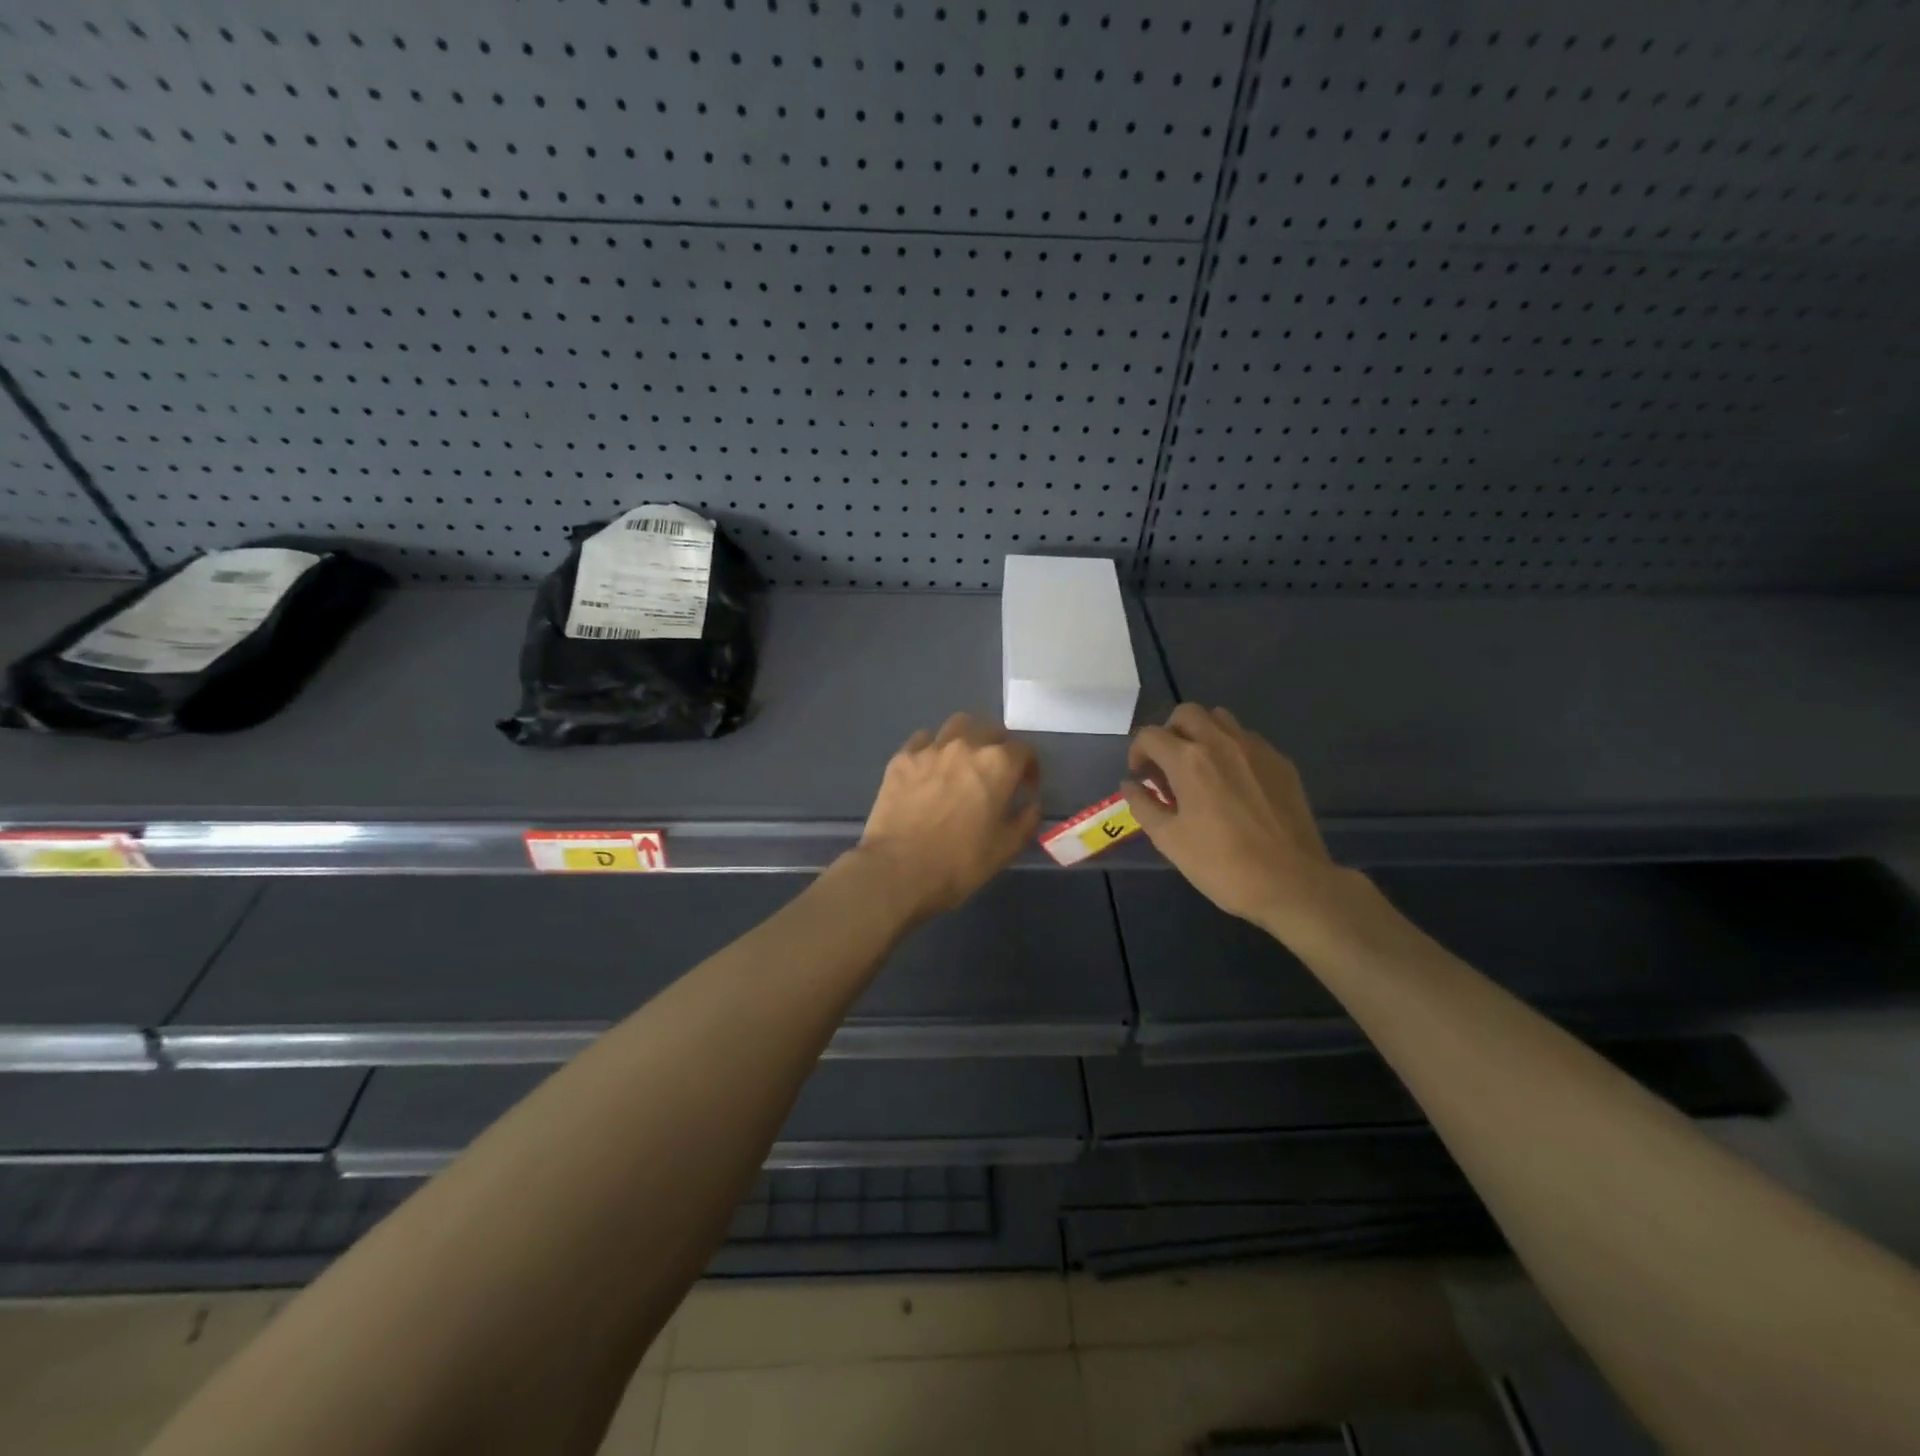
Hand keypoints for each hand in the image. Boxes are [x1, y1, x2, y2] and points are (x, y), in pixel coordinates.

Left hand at [856, 713, 1040, 920]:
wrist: (899, 870)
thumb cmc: (960, 862)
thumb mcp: (1007, 847)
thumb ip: (1027, 818)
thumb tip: (1031, 801)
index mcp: (998, 764)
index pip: (1024, 750)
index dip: (1029, 768)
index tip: (1024, 788)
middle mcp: (966, 745)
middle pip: (990, 729)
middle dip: (999, 747)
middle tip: (995, 772)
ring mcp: (930, 748)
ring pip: (956, 725)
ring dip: (967, 739)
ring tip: (962, 762)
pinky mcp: (901, 758)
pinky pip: (922, 740)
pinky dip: (933, 748)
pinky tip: (930, 769)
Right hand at [1124, 704, 1356, 946]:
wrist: (1292, 883)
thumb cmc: (1221, 865)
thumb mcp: (1169, 840)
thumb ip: (1143, 805)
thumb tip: (1130, 784)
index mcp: (1189, 760)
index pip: (1150, 735)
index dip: (1137, 752)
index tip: (1141, 777)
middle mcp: (1221, 742)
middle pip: (1186, 713)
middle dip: (1169, 732)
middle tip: (1167, 765)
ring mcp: (1256, 749)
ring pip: (1220, 718)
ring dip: (1202, 734)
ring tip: (1200, 768)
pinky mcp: (1281, 762)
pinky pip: (1248, 739)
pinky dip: (1231, 749)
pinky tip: (1233, 783)